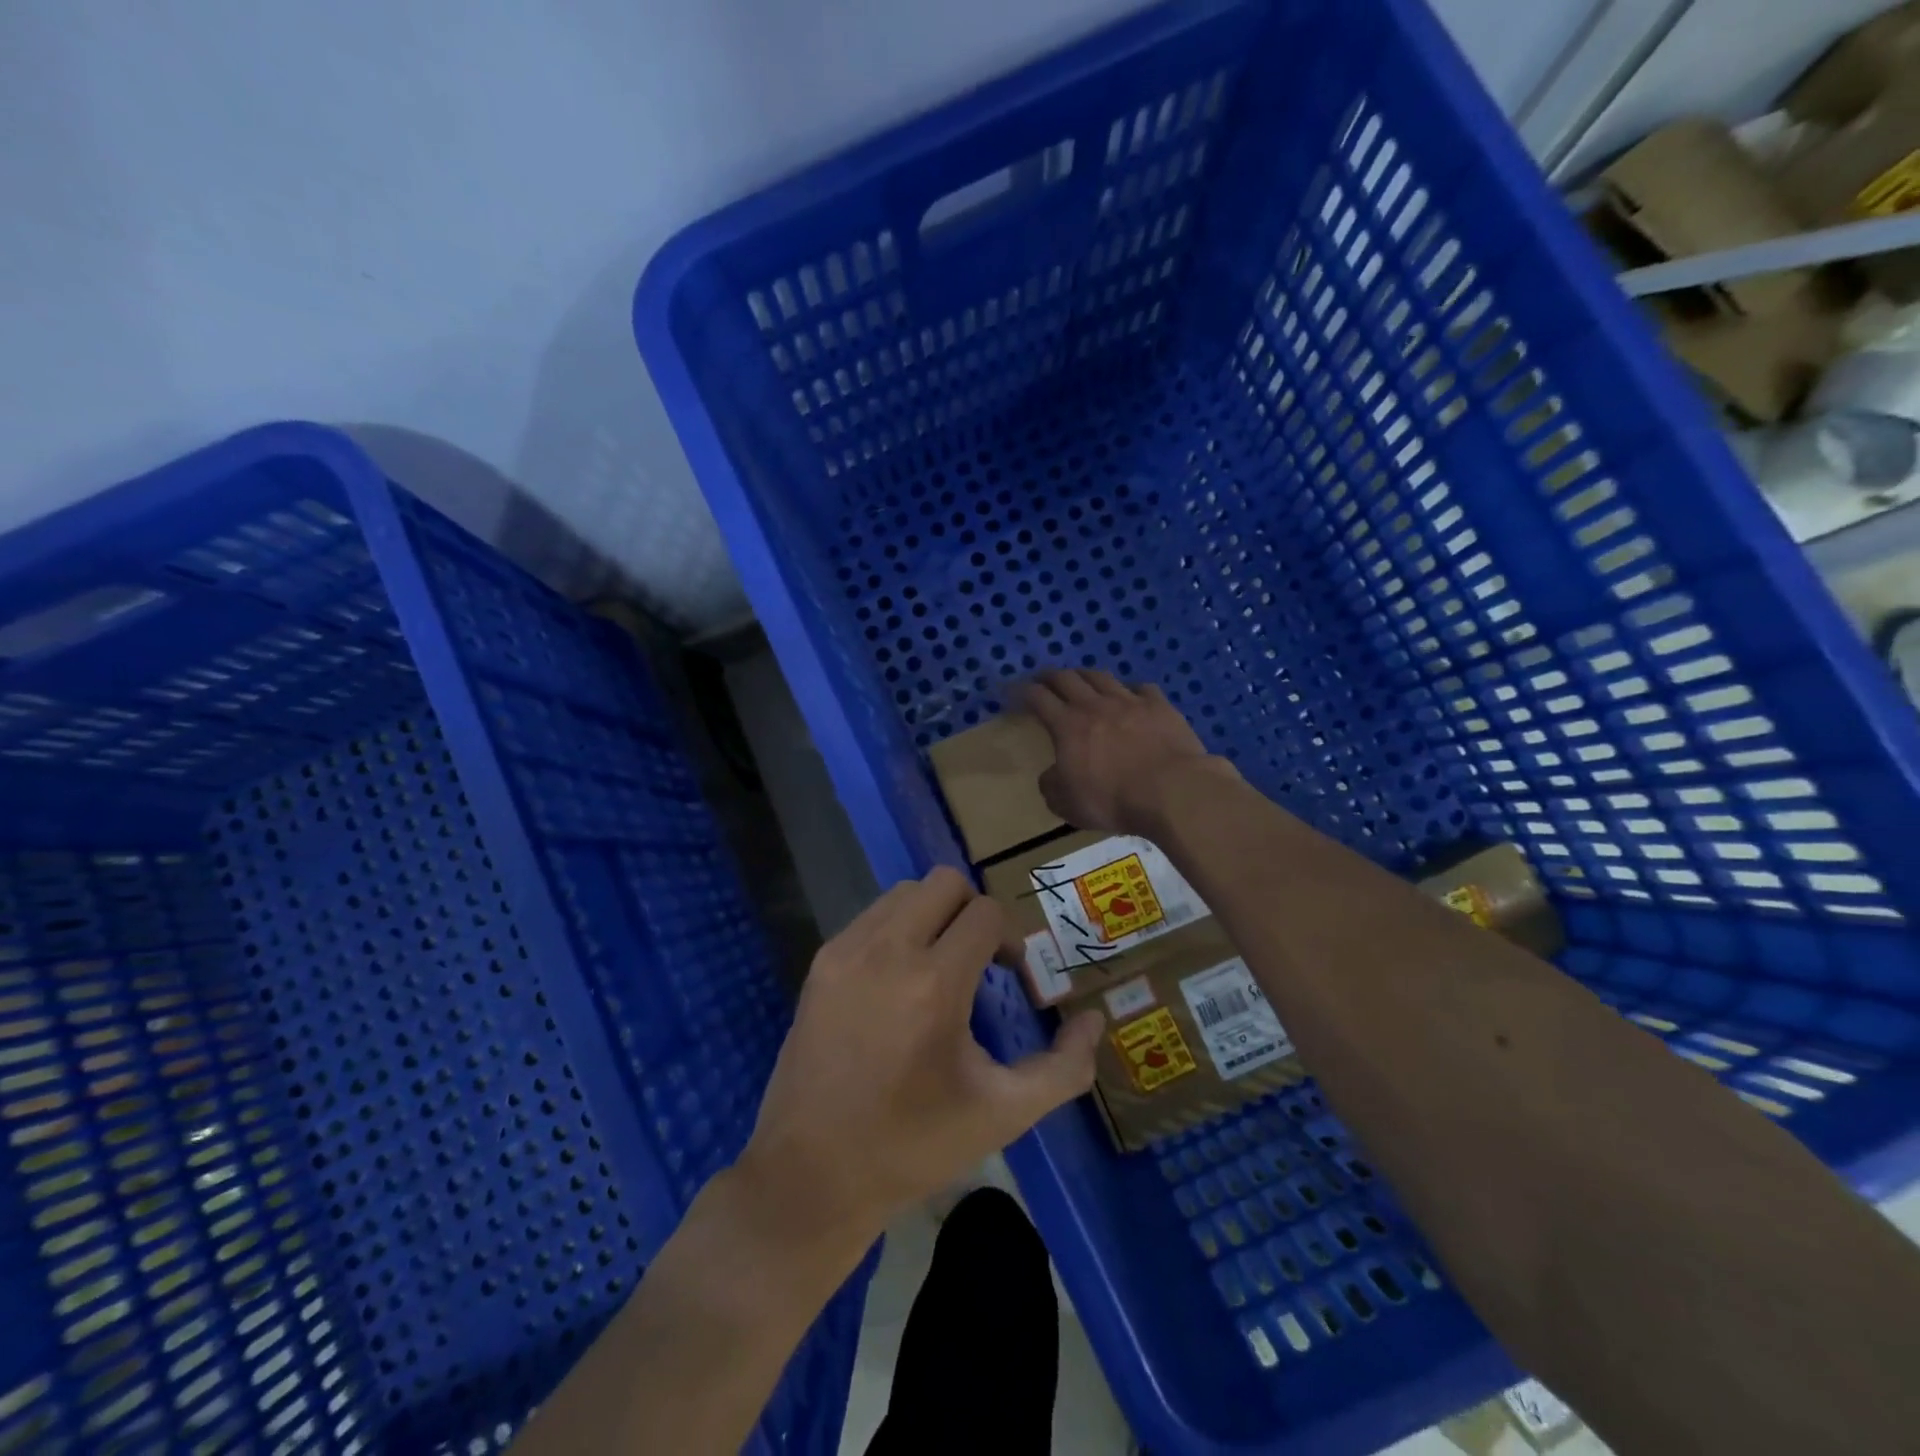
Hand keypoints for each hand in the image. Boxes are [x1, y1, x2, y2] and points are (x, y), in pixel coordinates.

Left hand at [739, 867, 1104, 1244]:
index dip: (1008, 940)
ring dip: (933, 916)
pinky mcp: (820, 962)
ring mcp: (846, 952)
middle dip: (972, 911)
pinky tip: (897, 982)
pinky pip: (871, 917)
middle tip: (978, 961)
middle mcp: (888, 951)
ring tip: (937, 968)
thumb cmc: (914, 1145)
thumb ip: (1064, 1067)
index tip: (1009, 980)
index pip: (986, 913)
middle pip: (944, 882)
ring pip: (905, 893)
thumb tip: (1092, 1018)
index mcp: (935, 984)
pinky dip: (897, 930)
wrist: (812, 1173)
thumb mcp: (1003, 1114)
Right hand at [1023, 669, 1233, 834]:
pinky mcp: (1160, 706)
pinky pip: (1141, 688)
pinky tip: (1130, 695)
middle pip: (1067, 678)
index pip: (1038, 698)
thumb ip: (1052, 786)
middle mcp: (1095, 705)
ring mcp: (1130, 702)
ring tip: (1080, 678)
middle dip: (1050, 676)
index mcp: (1068, 725)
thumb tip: (1051, 775)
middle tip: (1042, 678)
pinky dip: (1129, 689)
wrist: (1173, 791)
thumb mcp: (1068, 804)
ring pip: (1102, 677)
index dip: (1022, 691)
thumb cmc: (1114, 800)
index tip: (1012, 690)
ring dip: (1085, 675)